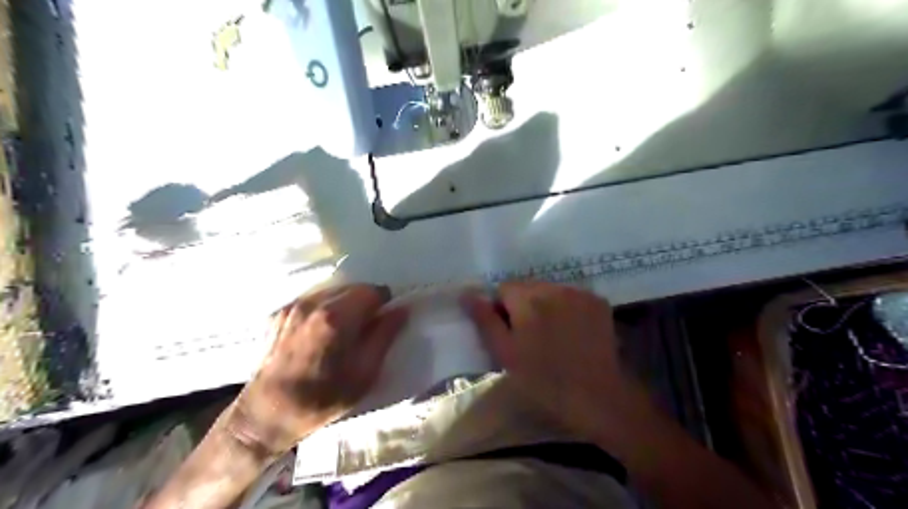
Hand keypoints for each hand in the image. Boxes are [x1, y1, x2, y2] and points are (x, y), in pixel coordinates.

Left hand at [225, 283, 408, 455]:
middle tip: (365, 328)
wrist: (266, 415)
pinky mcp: (278, 313)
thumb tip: (402, 309)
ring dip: (344, 304)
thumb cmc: (323, 398)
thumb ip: (385, 336)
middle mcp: (313, 303)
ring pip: (332, 291)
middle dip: (364, 302)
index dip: (383, 303)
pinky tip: (319, 333)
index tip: (383, 321)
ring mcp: (293, 306)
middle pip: (352, 288)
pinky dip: (323, 309)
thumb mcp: (365, 373)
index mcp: (337, 317)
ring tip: (341, 331)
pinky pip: (312, 300)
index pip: (372, 291)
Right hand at [465, 282, 641, 441]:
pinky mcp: (598, 302)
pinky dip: (567, 308)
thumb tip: (466, 293)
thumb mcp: (505, 353)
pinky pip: (572, 297)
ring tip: (552, 336)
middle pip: (528, 286)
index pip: (503, 288)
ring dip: (546, 306)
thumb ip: (484, 320)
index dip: (501, 310)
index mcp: (528, 298)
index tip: (509, 333)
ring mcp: (579, 292)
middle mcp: (554, 287)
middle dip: (524, 305)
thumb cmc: (543, 380)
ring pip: (550, 291)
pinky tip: (572, 332)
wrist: (598, 396)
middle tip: (530, 337)